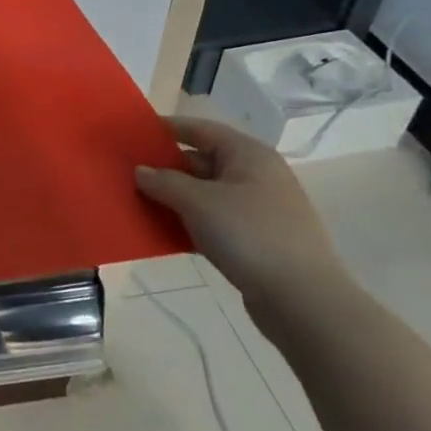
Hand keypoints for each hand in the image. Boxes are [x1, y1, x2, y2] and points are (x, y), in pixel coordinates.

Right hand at [135, 117, 348, 317]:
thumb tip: (141, 171)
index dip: (166, 129)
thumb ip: (164, 181)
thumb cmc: (250, 236)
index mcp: (248, 155)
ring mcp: (258, 209)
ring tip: (137, 202)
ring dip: (173, 199)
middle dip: (165, 168)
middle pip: (201, 161)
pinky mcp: (256, 240)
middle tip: (127, 174)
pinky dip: (189, 223)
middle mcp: (256, 176)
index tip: (132, 134)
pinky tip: (163, 233)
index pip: (200, 129)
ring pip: (205, 194)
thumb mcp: (198, 202)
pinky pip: (213, 221)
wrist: (303, 301)